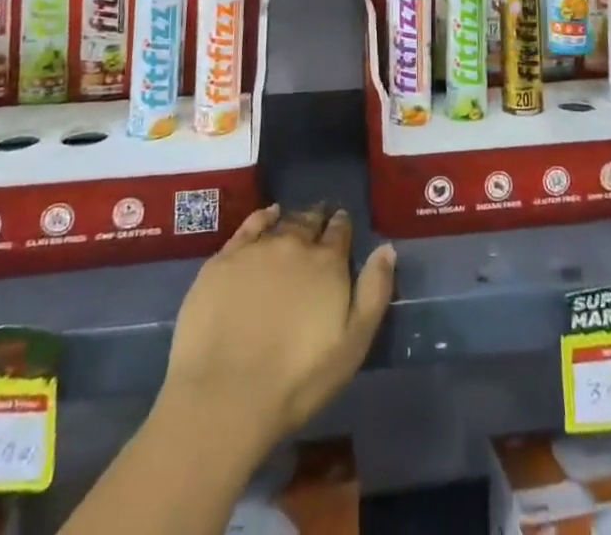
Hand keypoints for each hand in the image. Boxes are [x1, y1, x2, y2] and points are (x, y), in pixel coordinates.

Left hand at [160, 204, 396, 447]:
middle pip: (310, 222)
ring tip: (296, 220)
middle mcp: (294, 244)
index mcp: (327, 263)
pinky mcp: (224, 260)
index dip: (342, 226)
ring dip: (293, 220)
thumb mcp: (352, 344)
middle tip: (320, 219)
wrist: (226, 395)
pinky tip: (267, 216)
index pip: (340, 231)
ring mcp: (256, 249)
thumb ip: (373, 292)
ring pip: (281, 222)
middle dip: (318, 219)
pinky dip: (262, 217)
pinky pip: (248, 226)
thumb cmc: (298, 379)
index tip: (342, 224)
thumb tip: (387, 249)